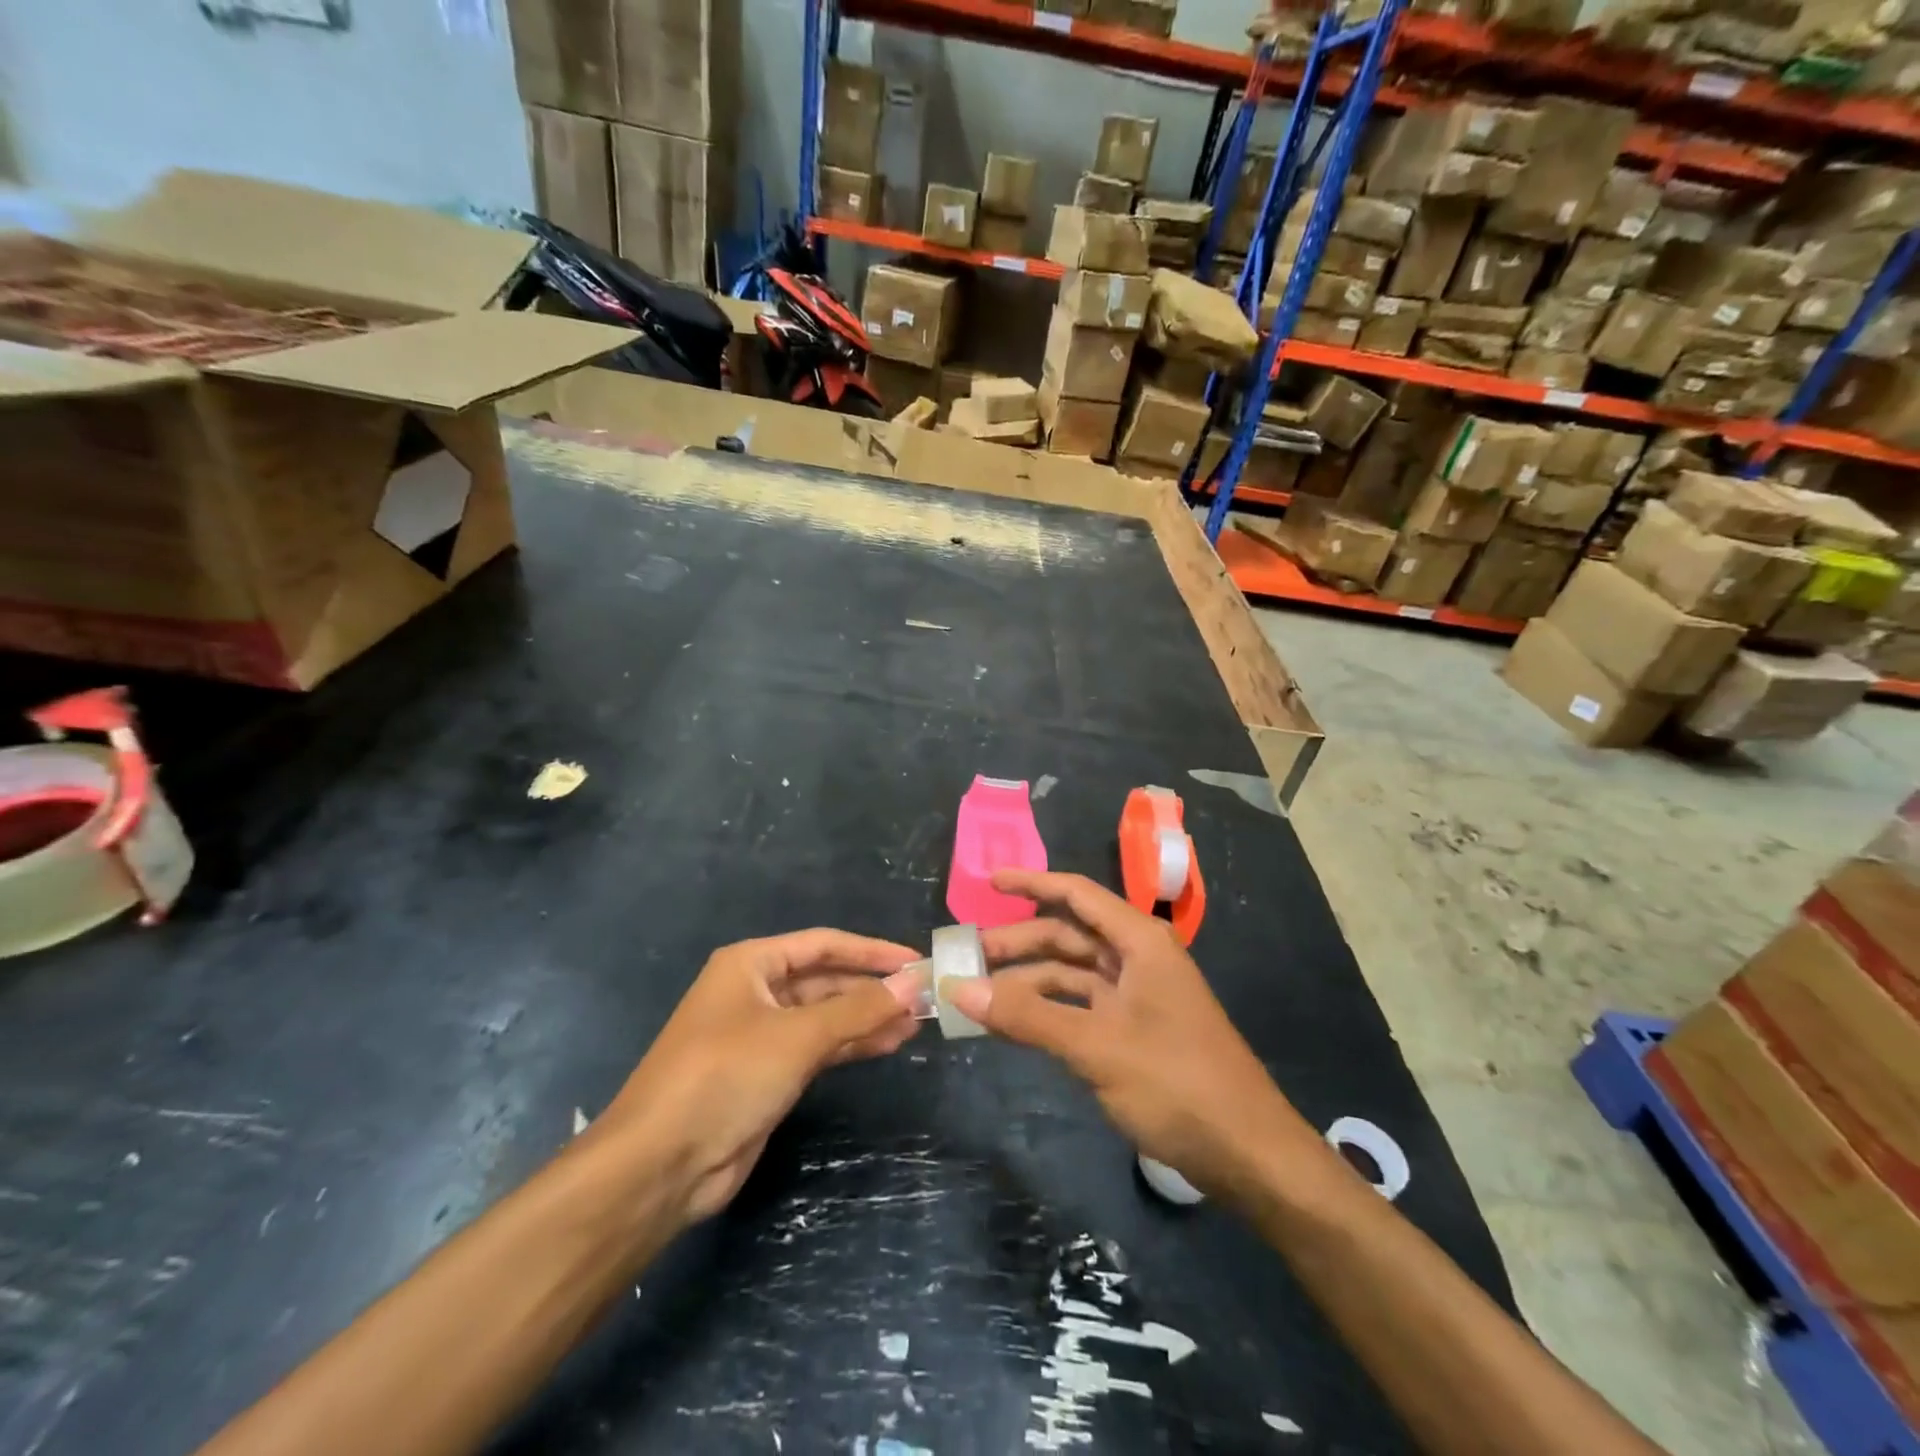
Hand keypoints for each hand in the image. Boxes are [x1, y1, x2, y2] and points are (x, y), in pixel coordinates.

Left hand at [599, 931, 921, 1224]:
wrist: (660, 1165)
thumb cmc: (726, 1076)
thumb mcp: (797, 1036)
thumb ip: (858, 1009)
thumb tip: (913, 985)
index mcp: (751, 963)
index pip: (824, 945)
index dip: (872, 950)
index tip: (916, 960)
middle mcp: (755, 991)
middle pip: (826, 980)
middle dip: (872, 989)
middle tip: (923, 998)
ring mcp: (761, 1034)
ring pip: (825, 1016)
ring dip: (867, 1018)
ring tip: (916, 1024)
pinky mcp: (767, 1074)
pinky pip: (818, 1048)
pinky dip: (851, 1045)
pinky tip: (887, 1045)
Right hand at [946, 870, 1301, 1200]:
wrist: (1248, 1154)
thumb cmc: (1177, 1083)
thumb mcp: (1096, 1046)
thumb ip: (1027, 1017)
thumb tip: (959, 989)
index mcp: (1139, 942)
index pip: (1077, 894)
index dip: (1032, 883)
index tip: (988, 883)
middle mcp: (1138, 959)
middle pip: (1068, 936)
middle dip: (1019, 943)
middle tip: (968, 957)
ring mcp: (1137, 997)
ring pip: (1071, 975)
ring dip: (1028, 982)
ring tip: (980, 996)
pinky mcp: (1134, 1032)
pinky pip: (1080, 1008)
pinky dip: (1047, 1012)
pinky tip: (1015, 1025)